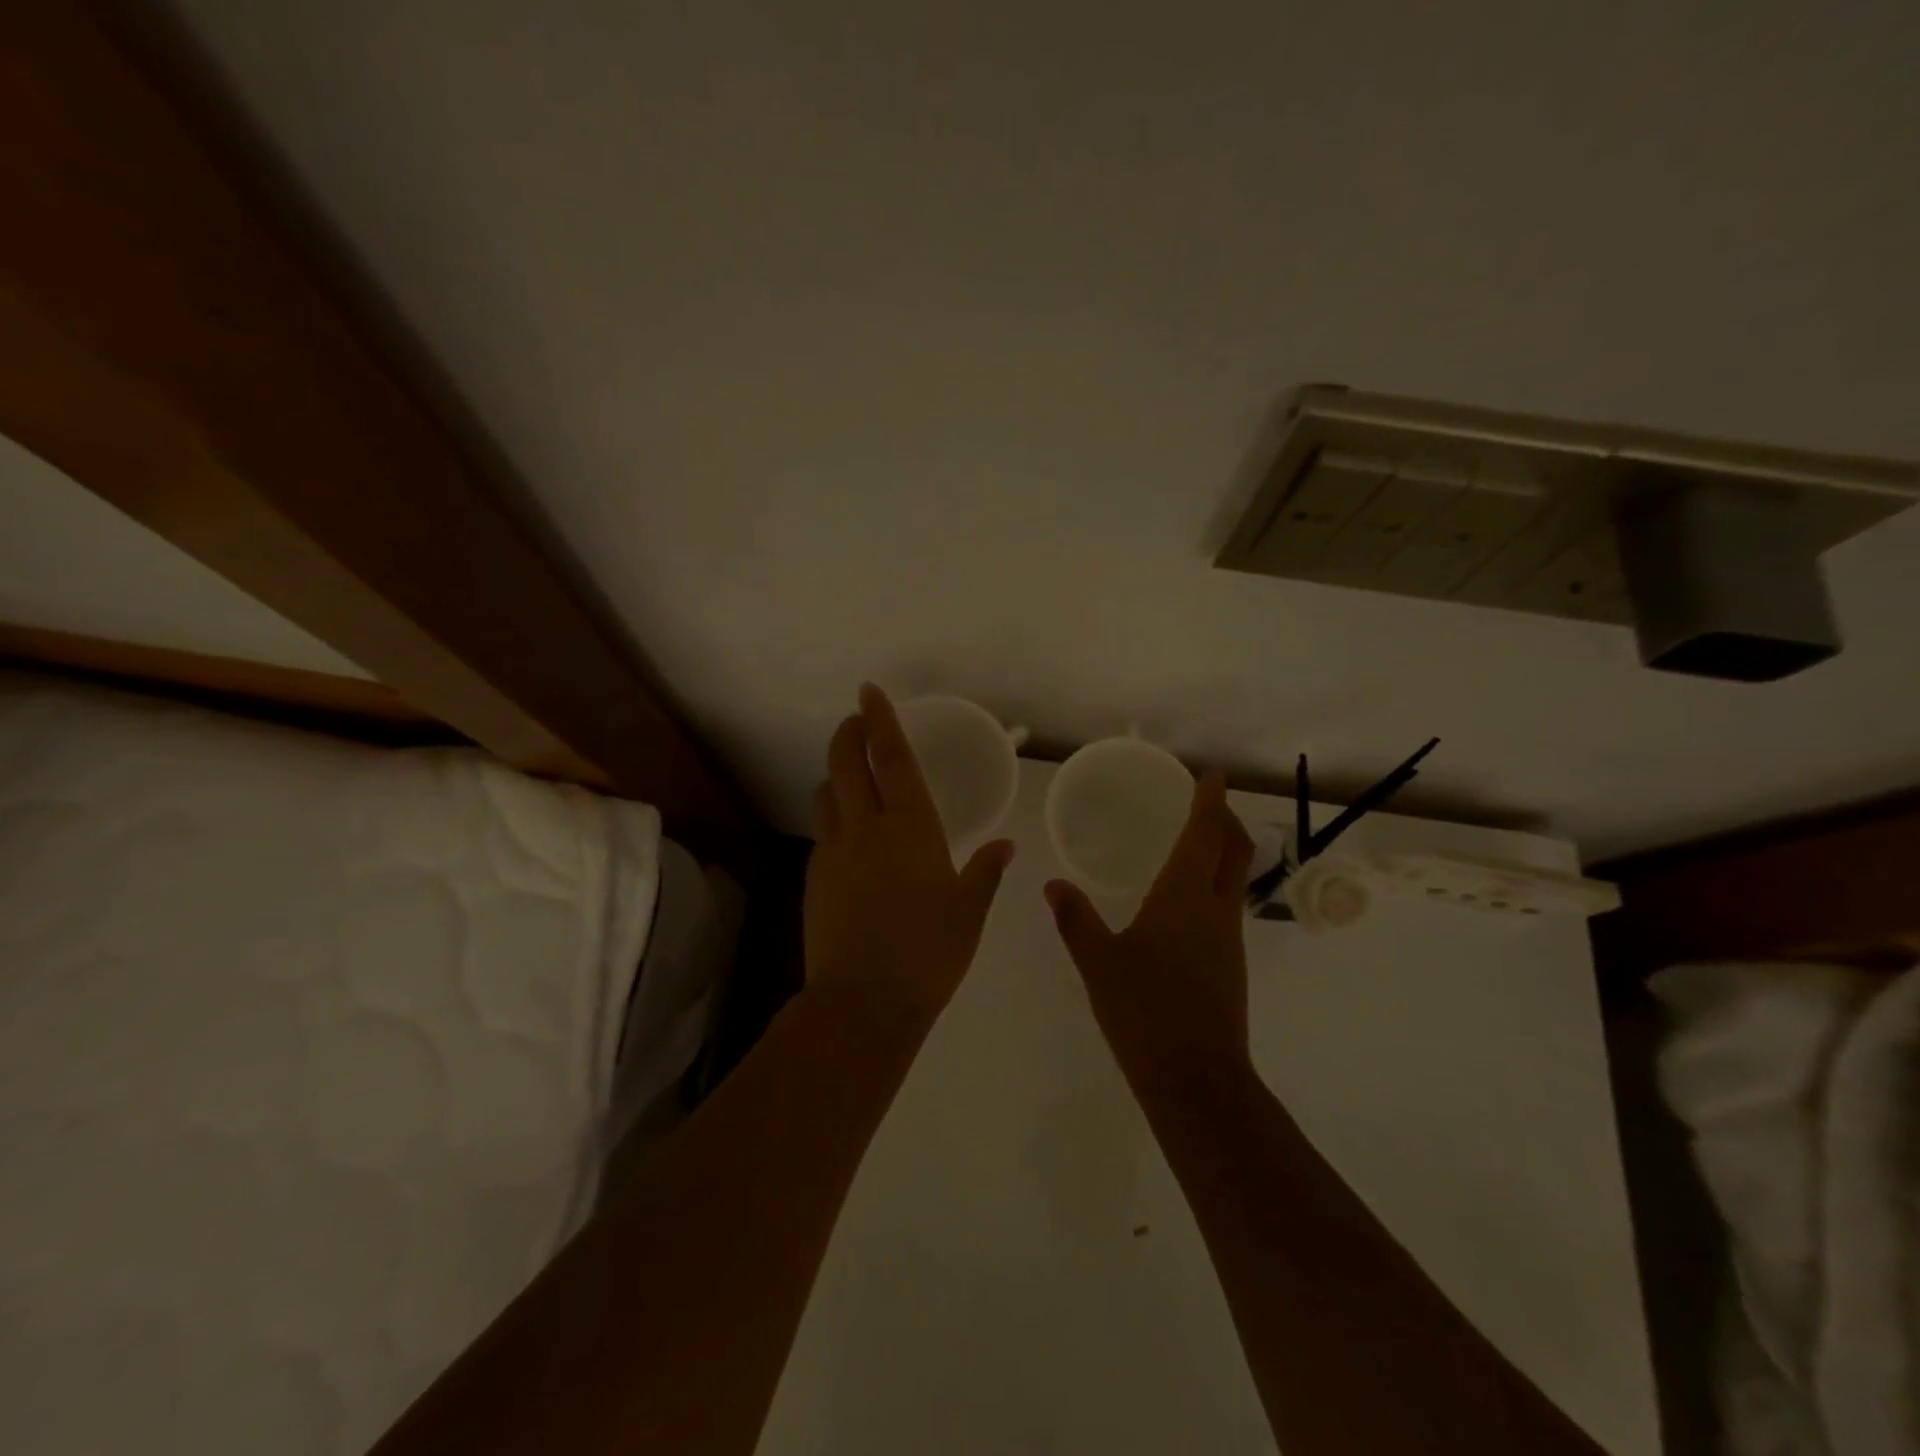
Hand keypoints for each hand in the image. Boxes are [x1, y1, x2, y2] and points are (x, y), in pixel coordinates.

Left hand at [804, 684, 1014, 1026]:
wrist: (863, 1001)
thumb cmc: (929, 952)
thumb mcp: (968, 911)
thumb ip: (985, 872)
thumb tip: (1005, 847)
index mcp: (910, 827)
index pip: (890, 758)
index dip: (880, 720)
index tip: (868, 692)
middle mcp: (866, 828)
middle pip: (846, 764)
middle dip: (848, 733)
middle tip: (856, 720)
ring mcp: (833, 852)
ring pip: (826, 794)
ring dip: (836, 775)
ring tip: (851, 777)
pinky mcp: (814, 878)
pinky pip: (822, 832)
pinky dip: (833, 817)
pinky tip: (848, 837)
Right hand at [1046, 771, 1256, 1093]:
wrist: (1196, 1078)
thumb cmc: (1145, 1010)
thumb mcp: (1098, 962)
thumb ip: (1075, 919)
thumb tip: (1053, 885)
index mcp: (1185, 896)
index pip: (1205, 834)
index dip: (1210, 801)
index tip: (1211, 775)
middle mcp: (1216, 909)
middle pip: (1235, 851)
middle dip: (1226, 820)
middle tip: (1208, 801)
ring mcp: (1229, 939)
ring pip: (1236, 878)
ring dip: (1224, 852)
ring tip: (1196, 842)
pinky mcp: (1230, 964)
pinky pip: (1227, 906)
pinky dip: (1215, 883)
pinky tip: (1187, 900)